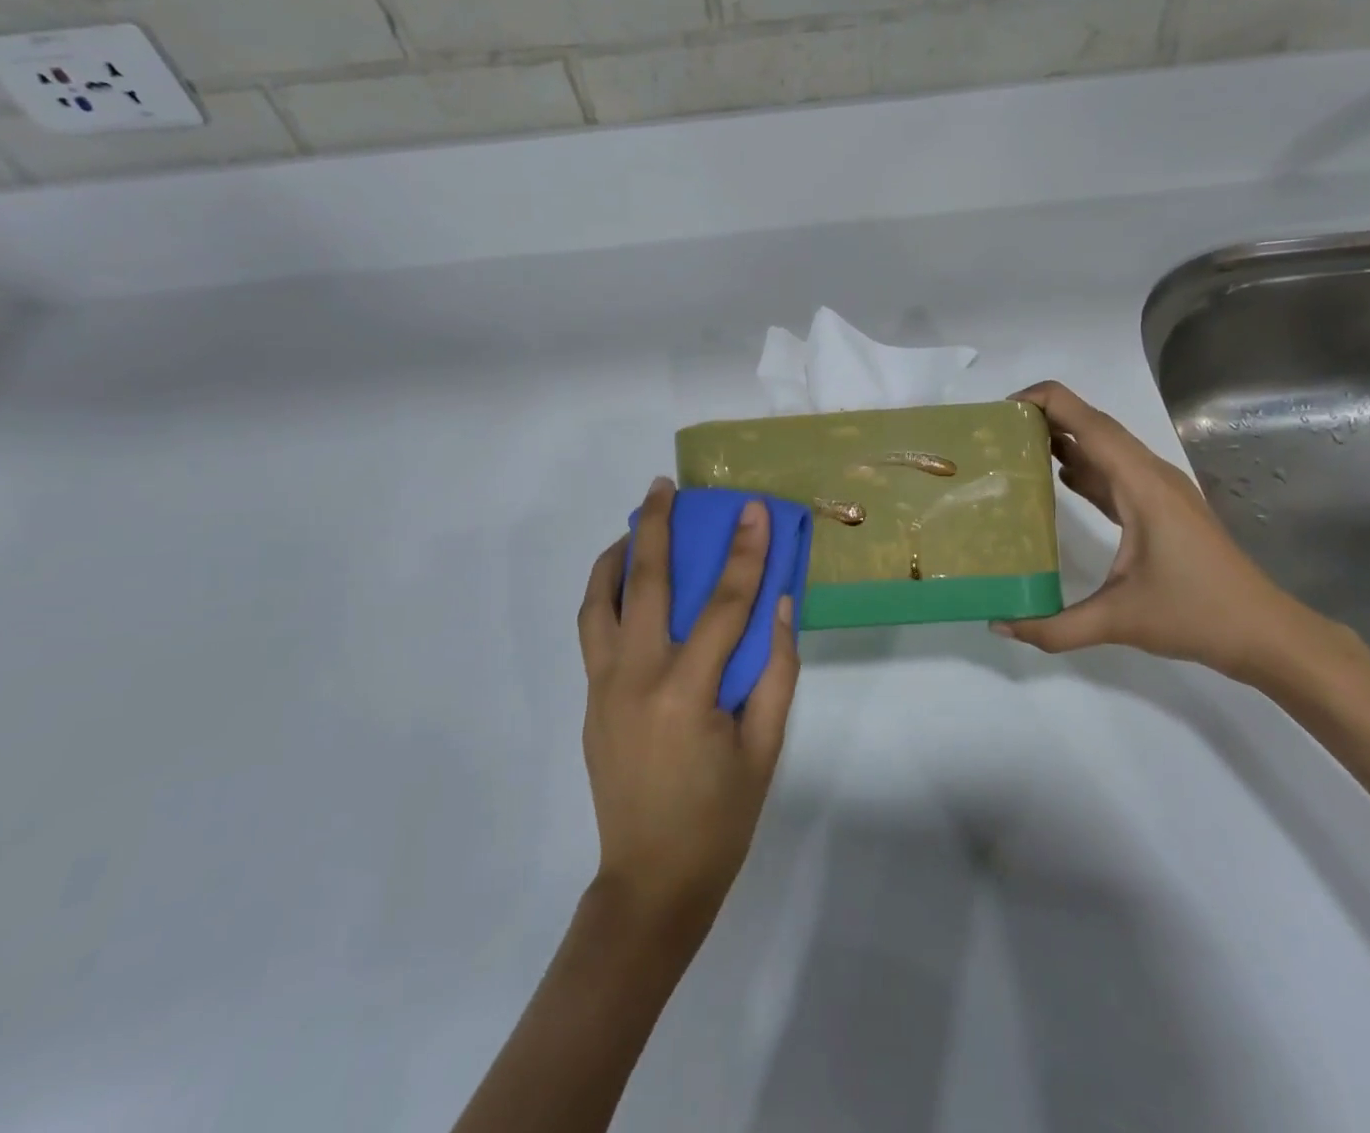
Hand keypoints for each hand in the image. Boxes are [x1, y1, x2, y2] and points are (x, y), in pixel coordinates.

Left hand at [576, 479, 799, 942]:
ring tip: (634, 526)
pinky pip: (593, 632)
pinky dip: (605, 595)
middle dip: (657, 526)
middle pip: (645, 583)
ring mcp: (604, 688)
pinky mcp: (590, 700)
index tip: (752, 509)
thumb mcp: (765, 748)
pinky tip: (626, 586)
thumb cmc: (720, 820)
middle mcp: (636, 678)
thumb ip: (776, 671)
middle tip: (663, 486)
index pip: (723, 604)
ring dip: (615, 556)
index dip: (745, 552)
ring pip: (599, 602)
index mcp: (687, 693)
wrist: (650, 884)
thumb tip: (779, 605)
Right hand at [993, 382, 1365, 686]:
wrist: (1266, 634)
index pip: (1089, 422)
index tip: (1004, 409)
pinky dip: (1084, 466)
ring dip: (1066, 438)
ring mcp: (1160, 490)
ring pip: (1106, 447)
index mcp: (1141, 485)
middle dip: (1047, 416)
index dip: (1047, 402)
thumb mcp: (1118, 622)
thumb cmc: (1197, 616)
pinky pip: (1116, 472)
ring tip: (1018, 446)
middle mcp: (1151, 476)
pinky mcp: (1162, 507)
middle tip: (999, 429)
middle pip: (1095, 426)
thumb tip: (999, 624)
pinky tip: (1059, 478)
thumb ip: (1054, 627)